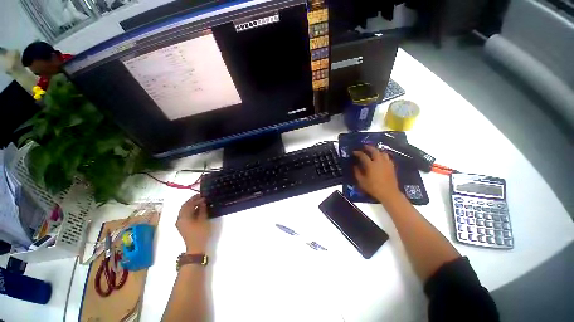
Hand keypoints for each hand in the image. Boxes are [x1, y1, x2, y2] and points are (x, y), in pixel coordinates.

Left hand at [176, 195, 210, 252]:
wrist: (196, 247)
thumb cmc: (200, 233)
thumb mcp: (203, 219)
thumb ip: (202, 209)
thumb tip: (202, 201)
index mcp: (183, 217)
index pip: (188, 204)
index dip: (195, 198)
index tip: (202, 195)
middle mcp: (179, 219)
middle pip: (184, 207)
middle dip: (192, 201)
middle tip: (201, 196)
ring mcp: (180, 223)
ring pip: (184, 210)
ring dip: (191, 205)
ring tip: (200, 201)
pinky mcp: (183, 225)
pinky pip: (185, 214)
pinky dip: (191, 210)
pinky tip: (198, 209)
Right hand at [353, 145, 401, 203]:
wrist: (388, 193)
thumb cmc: (373, 188)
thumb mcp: (361, 181)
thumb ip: (357, 172)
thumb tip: (355, 166)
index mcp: (371, 165)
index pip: (363, 156)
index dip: (358, 153)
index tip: (354, 152)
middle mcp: (379, 162)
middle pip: (374, 151)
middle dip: (368, 147)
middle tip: (364, 147)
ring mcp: (387, 163)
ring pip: (382, 152)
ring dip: (376, 150)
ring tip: (373, 152)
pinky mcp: (392, 166)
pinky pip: (387, 157)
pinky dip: (383, 155)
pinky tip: (381, 158)